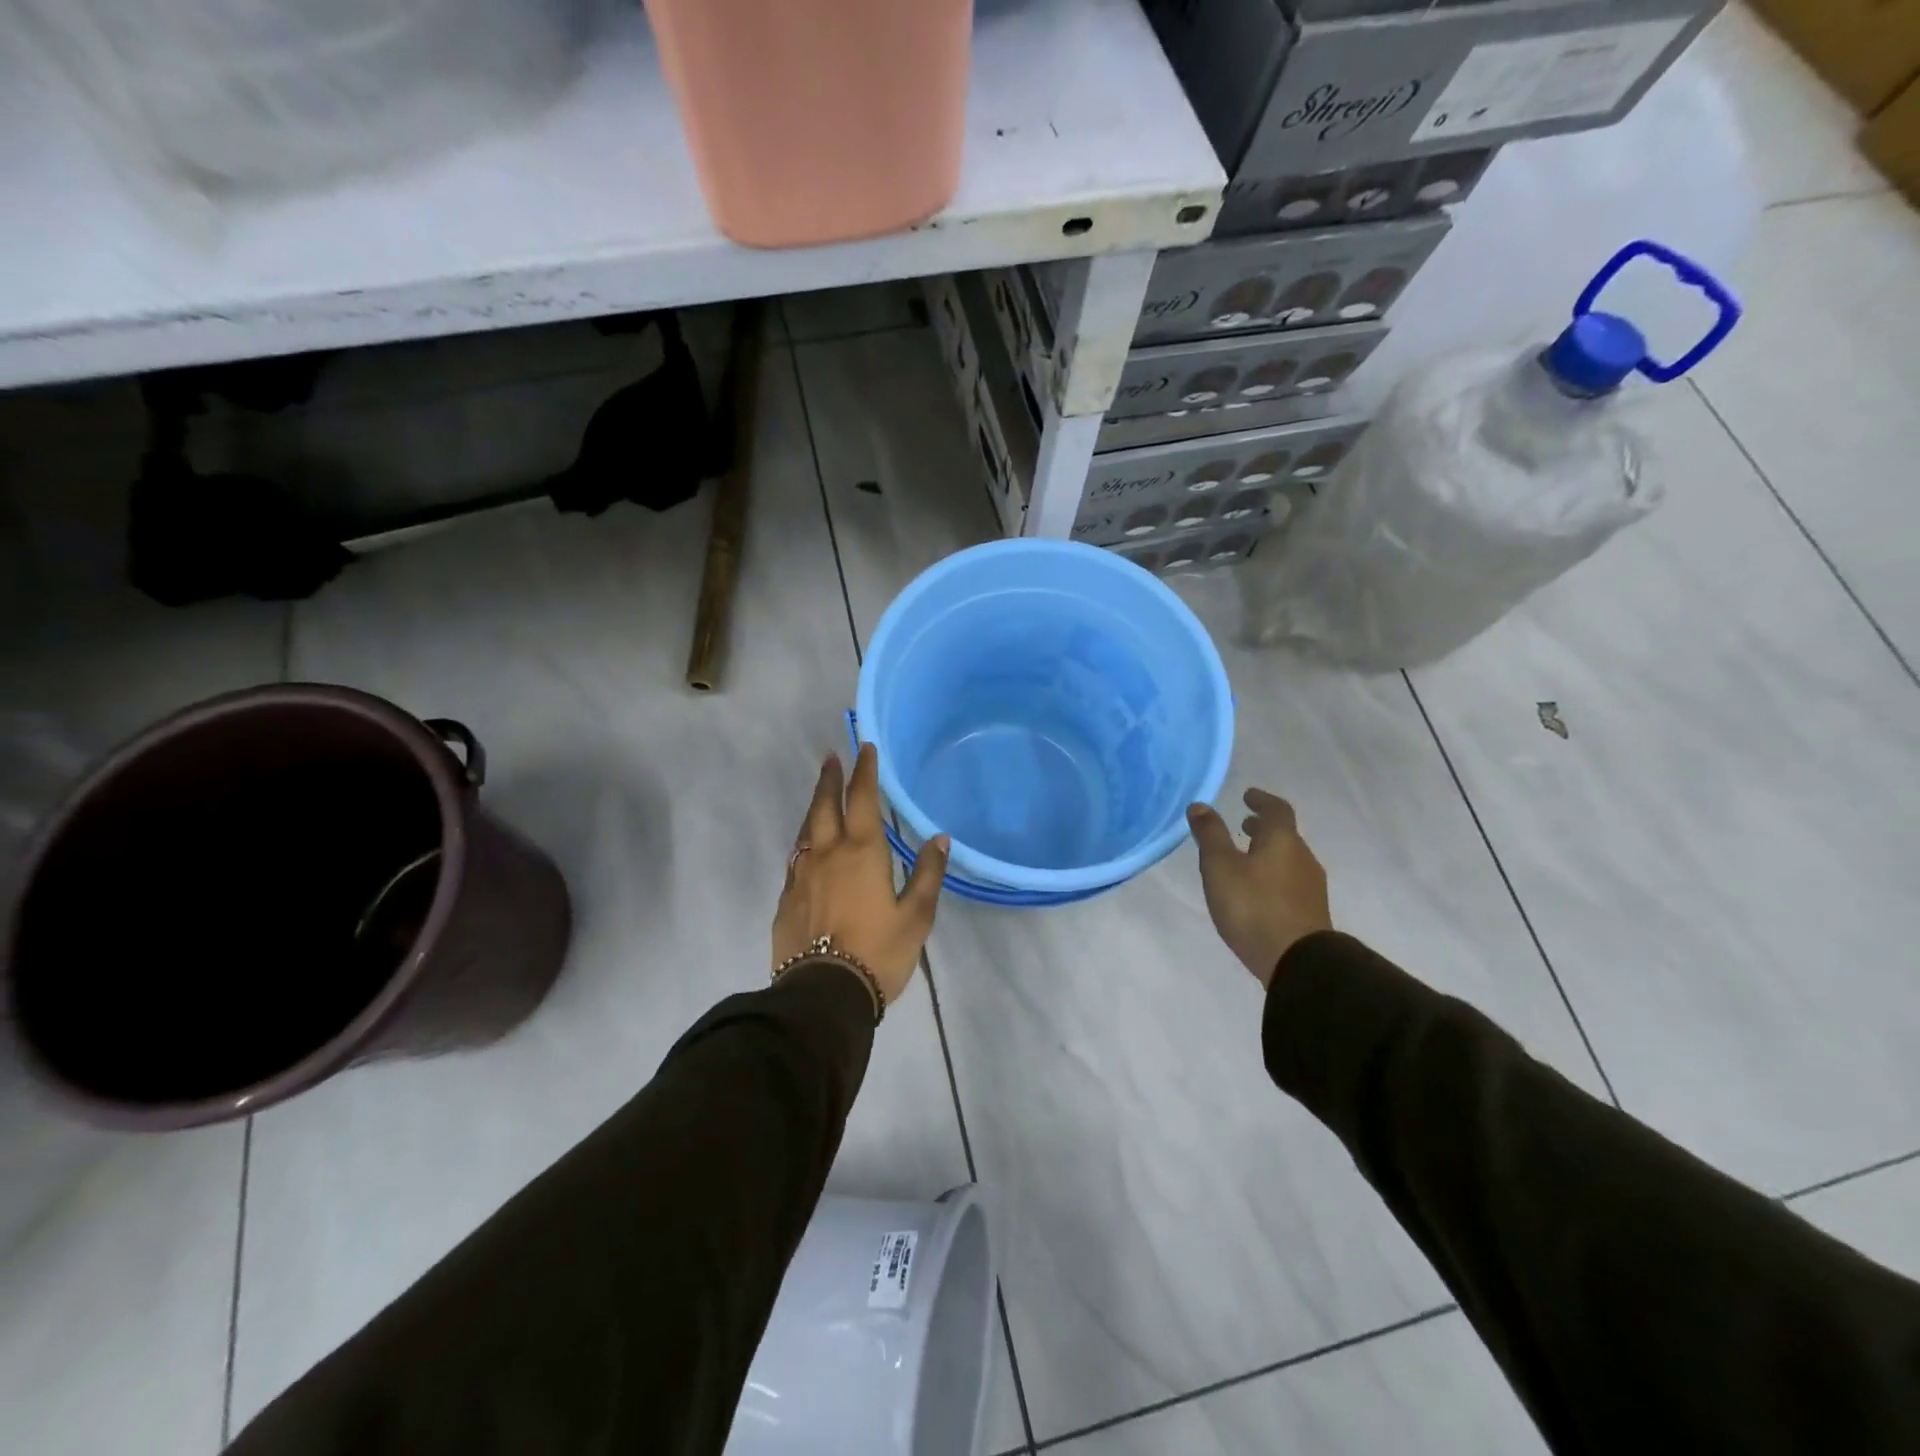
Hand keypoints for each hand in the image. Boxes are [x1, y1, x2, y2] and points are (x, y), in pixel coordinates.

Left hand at [772, 744, 948, 1012]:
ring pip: (806, 829)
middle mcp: (827, 854)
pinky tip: (808, 848)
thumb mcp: (916, 916)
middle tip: (832, 757)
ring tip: (820, 794)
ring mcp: (802, 876)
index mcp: (862, 853)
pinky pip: (796, 859)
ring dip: (815, 806)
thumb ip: (927, 874)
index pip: (862, 799)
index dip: (864, 772)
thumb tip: (939, 838)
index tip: (865, 748)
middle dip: (831, 779)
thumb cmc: (878, 952)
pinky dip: (805, 842)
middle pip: (825, 806)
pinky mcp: (786, 899)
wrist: (823, 995)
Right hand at [1188, 789, 1332, 988]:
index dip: (1261, 800)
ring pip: (1288, 858)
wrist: (1298, 962)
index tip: (1247, 795)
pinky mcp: (1310, 911)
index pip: (1276, 809)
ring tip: (1246, 858)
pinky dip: (1273, 873)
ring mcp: (1310, 886)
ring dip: (1268, 851)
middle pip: (1284, 834)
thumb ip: (1210, 835)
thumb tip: (1200, 805)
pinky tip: (1257, 890)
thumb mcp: (1220, 867)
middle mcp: (1302, 857)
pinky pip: (1289, 880)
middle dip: (1263, 828)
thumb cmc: (1254, 906)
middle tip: (1243, 825)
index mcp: (1282, 840)